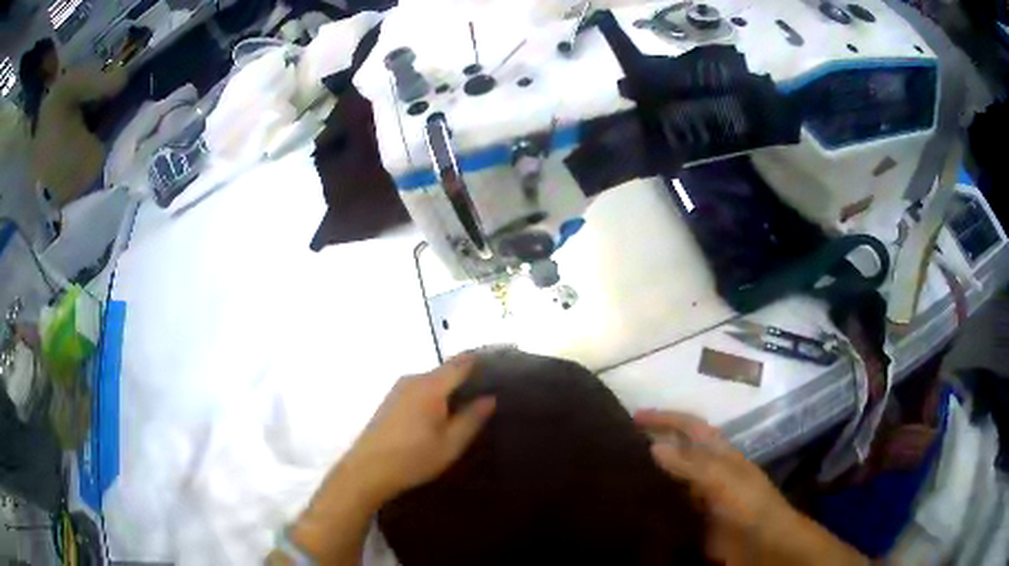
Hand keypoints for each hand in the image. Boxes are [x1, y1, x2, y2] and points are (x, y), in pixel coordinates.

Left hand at [341, 354, 495, 504]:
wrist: (367, 470)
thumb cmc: (413, 459)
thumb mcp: (450, 444)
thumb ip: (472, 418)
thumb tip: (490, 397)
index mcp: (431, 386)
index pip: (461, 362)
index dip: (480, 361)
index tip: (500, 366)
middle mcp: (413, 379)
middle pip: (446, 370)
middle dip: (466, 378)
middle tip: (488, 393)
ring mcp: (398, 388)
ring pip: (432, 381)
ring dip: (449, 389)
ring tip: (468, 406)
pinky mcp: (390, 400)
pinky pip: (420, 389)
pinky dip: (434, 396)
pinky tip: (441, 415)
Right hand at [634, 410, 867, 565]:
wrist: (763, 544)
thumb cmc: (748, 504)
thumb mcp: (724, 479)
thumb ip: (692, 464)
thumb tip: (654, 446)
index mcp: (720, 453)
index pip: (691, 426)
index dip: (666, 418)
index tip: (635, 417)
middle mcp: (710, 471)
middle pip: (680, 451)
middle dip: (654, 442)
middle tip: (619, 444)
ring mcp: (702, 497)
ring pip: (672, 479)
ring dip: (651, 473)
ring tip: (619, 473)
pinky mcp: (695, 520)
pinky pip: (670, 506)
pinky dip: (653, 502)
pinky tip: (634, 506)